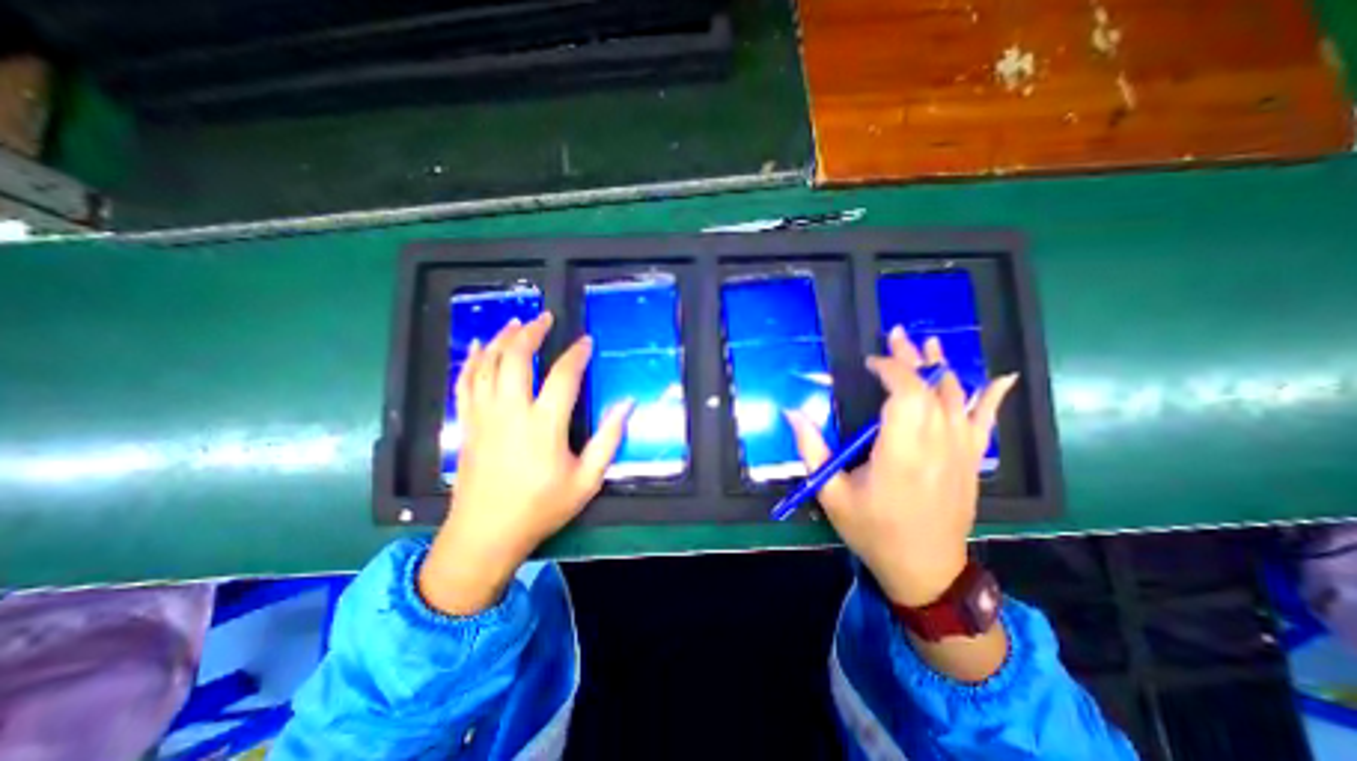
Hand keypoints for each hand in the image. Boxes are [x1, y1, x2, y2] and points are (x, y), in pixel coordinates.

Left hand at [416, 313, 633, 614]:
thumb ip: (609, 439)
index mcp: (544, 425)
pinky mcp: (467, 423)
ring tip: (516, 322)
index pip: (564, 376)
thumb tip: (627, 404)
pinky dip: (471, 360)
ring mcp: (484, 415)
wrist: (485, 535)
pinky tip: (478, 345)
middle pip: (517, 357)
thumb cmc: (541, 508)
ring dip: (502, 338)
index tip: (587, 341)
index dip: (577, 354)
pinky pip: (464, 382)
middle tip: (545, 318)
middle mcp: (511, 411)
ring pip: (488, 363)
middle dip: (532, 332)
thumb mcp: (586, 480)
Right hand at [786, 328, 1018, 607]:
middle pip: (932, 388)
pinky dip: (992, 397)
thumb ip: (811, 450)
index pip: (907, 395)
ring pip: (957, 398)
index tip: (870, 362)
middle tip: (895, 336)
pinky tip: (1000, 376)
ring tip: (927, 343)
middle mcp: (937, 447)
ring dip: (941, 367)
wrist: (925, 570)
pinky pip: (987, 422)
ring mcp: (960, 453)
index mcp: (901, 454)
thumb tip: (791, 412)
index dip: (892, 369)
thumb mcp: (831, 495)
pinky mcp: (971, 461)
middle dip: (912, 359)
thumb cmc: (873, 531)